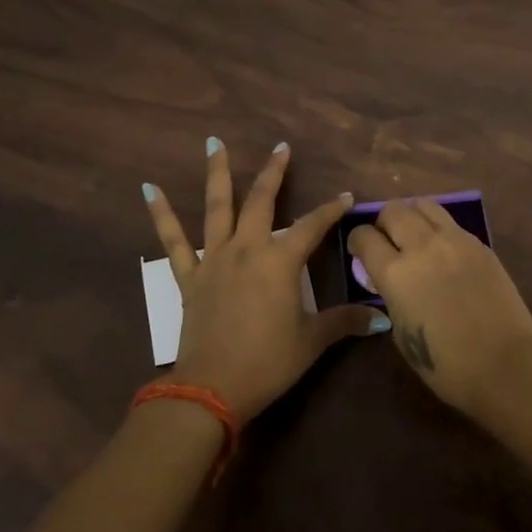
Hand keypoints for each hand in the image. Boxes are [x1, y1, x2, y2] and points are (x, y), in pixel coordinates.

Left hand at [144, 139, 378, 422]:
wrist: (213, 388)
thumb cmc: (268, 362)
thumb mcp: (312, 341)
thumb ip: (345, 322)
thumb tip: (382, 319)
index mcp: (280, 262)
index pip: (312, 226)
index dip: (331, 210)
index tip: (346, 196)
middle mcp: (247, 249)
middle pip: (261, 202)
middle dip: (274, 173)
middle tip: (281, 147)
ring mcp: (214, 259)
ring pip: (217, 208)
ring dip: (218, 174)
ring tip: (214, 143)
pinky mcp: (189, 276)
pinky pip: (173, 241)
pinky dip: (161, 214)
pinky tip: (149, 188)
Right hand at [347, 199, 531, 415]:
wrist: (506, 364)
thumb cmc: (447, 366)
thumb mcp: (402, 334)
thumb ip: (391, 298)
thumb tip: (390, 282)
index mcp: (396, 274)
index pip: (364, 237)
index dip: (357, 241)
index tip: (360, 252)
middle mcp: (423, 247)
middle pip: (393, 210)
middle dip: (384, 223)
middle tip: (388, 242)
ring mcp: (455, 241)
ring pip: (424, 205)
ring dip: (412, 217)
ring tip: (416, 237)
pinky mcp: (480, 244)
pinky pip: (451, 223)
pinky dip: (439, 229)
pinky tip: (444, 251)